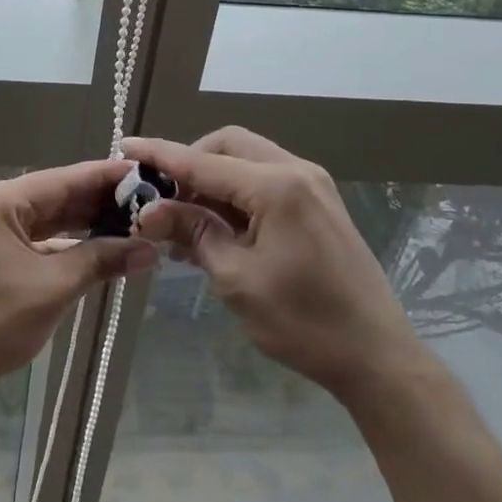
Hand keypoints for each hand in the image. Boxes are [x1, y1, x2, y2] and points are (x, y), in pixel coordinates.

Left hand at [0, 160, 156, 405]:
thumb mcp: (53, 288)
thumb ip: (101, 260)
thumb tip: (150, 250)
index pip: (63, 179)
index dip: (106, 177)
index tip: (146, 174)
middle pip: (54, 196)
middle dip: (99, 204)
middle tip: (149, 204)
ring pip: (45, 219)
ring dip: (84, 225)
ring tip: (132, 224)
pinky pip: (33, 238)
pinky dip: (63, 244)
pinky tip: (97, 248)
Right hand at [123, 129, 420, 403]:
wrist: (377, 356)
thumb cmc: (303, 322)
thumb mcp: (237, 278)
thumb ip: (193, 232)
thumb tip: (149, 210)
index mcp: (277, 186)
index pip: (203, 162)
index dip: (160, 154)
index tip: (124, 147)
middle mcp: (296, 171)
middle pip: (227, 145)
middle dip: (190, 163)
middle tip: (162, 199)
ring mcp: (312, 184)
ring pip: (246, 159)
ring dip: (212, 179)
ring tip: (183, 219)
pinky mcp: (318, 202)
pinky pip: (265, 179)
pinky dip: (236, 192)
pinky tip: (216, 226)